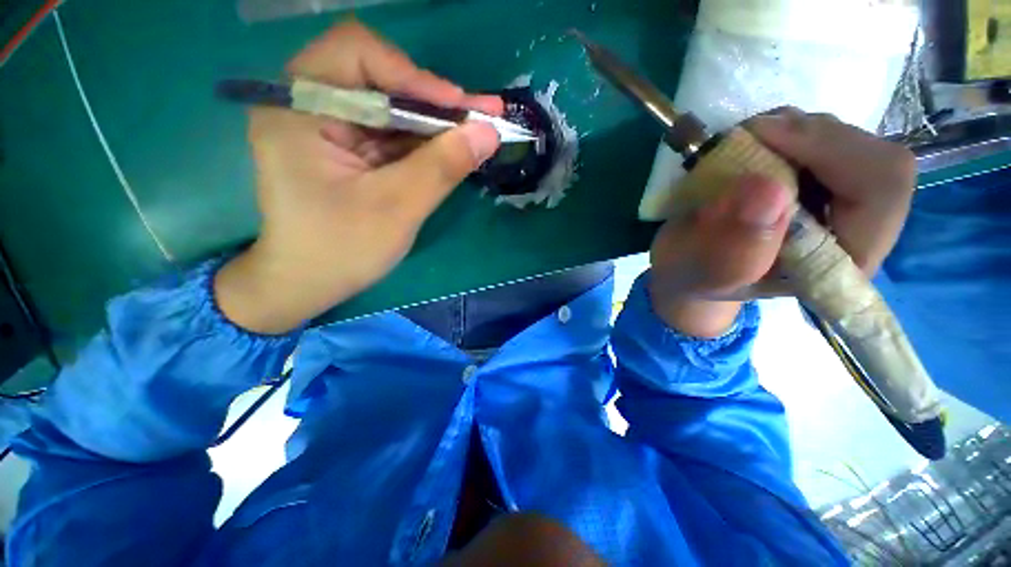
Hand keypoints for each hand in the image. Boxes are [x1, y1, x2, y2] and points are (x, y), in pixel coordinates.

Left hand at [215, 21, 502, 333]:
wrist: (307, 285)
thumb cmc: (340, 251)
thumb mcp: (397, 208)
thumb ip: (442, 166)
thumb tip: (489, 133)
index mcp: (299, 108)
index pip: (357, 54)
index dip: (413, 75)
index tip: (457, 109)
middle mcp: (308, 105)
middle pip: (378, 78)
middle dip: (433, 101)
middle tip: (480, 117)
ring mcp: (327, 127)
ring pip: (390, 107)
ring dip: (434, 122)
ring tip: (477, 132)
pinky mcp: (345, 149)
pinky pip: (390, 133)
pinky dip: (423, 142)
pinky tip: (452, 150)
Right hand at [648, 108, 915, 337]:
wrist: (693, 267)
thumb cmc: (699, 277)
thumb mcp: (708, 274)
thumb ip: (735, 250)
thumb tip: (767, 192)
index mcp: (843, 263)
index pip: (881, 189)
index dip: (831, 150)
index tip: (761, 136)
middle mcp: (859, 229)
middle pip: (873, 155)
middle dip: (809, 137)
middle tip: (746, 137)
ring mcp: (846, 201)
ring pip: (852, 140)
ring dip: (794, 131)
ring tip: (743, 146)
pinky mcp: (827, 181)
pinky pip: (828, 136)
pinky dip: (787, 130)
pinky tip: (755, 146)